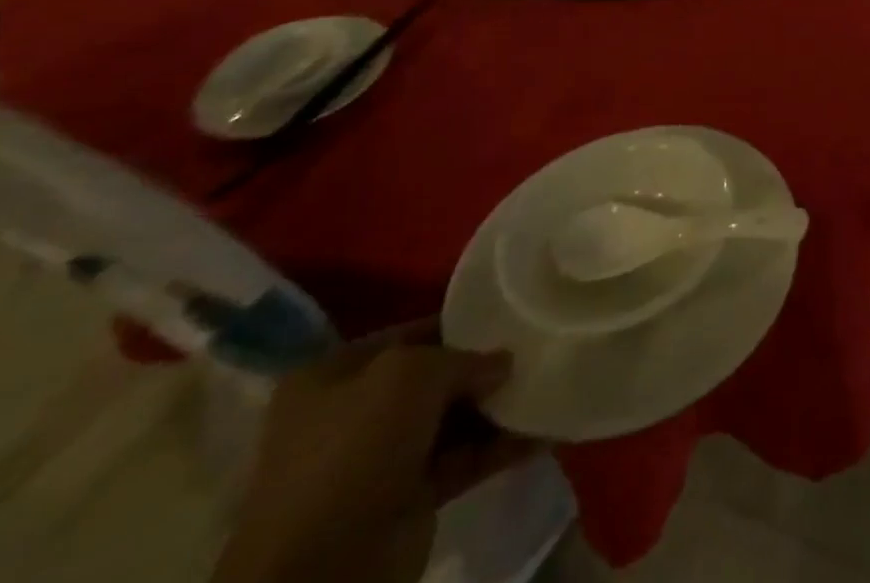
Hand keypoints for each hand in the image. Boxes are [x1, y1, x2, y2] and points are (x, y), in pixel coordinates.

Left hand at [212, 320, 538, 582]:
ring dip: (497, 408)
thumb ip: (463, 357)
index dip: (459, 323)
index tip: (507, 314)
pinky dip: (500, 448)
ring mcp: (380, 462)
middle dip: (483, 367)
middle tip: (536, 349)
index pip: (410, 335)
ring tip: (548, 384)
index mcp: (333, 377)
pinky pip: (464, 461)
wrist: (321, 571)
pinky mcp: (408, 501)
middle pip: (434, 378)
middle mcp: (353, 415)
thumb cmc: (356, 449)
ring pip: (452, 421)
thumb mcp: (411, 374)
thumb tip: (501, 363)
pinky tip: (542, 432)